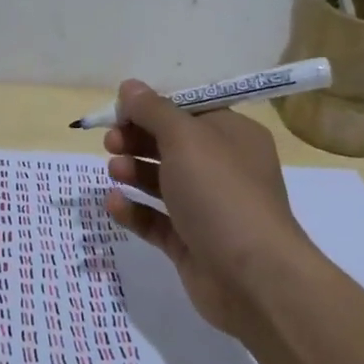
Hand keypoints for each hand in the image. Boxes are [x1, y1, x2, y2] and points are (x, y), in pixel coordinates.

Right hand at [103, 81, 312, 336]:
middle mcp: (222, 169)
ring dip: (134, 172)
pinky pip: (157, 220)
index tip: (120, 111)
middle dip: (138, 139)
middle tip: (110, 142)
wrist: (254, 277)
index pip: (188, 111)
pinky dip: (134, 210)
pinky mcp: (191, 243)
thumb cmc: (221, 194)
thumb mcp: (185, 139)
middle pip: (172, 145)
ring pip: (163, 182)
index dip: (152, 108)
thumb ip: (153, 111)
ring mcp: (207, 208)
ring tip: (114, 171)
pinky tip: (113, 203)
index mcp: (232, 136)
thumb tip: (129, 86)